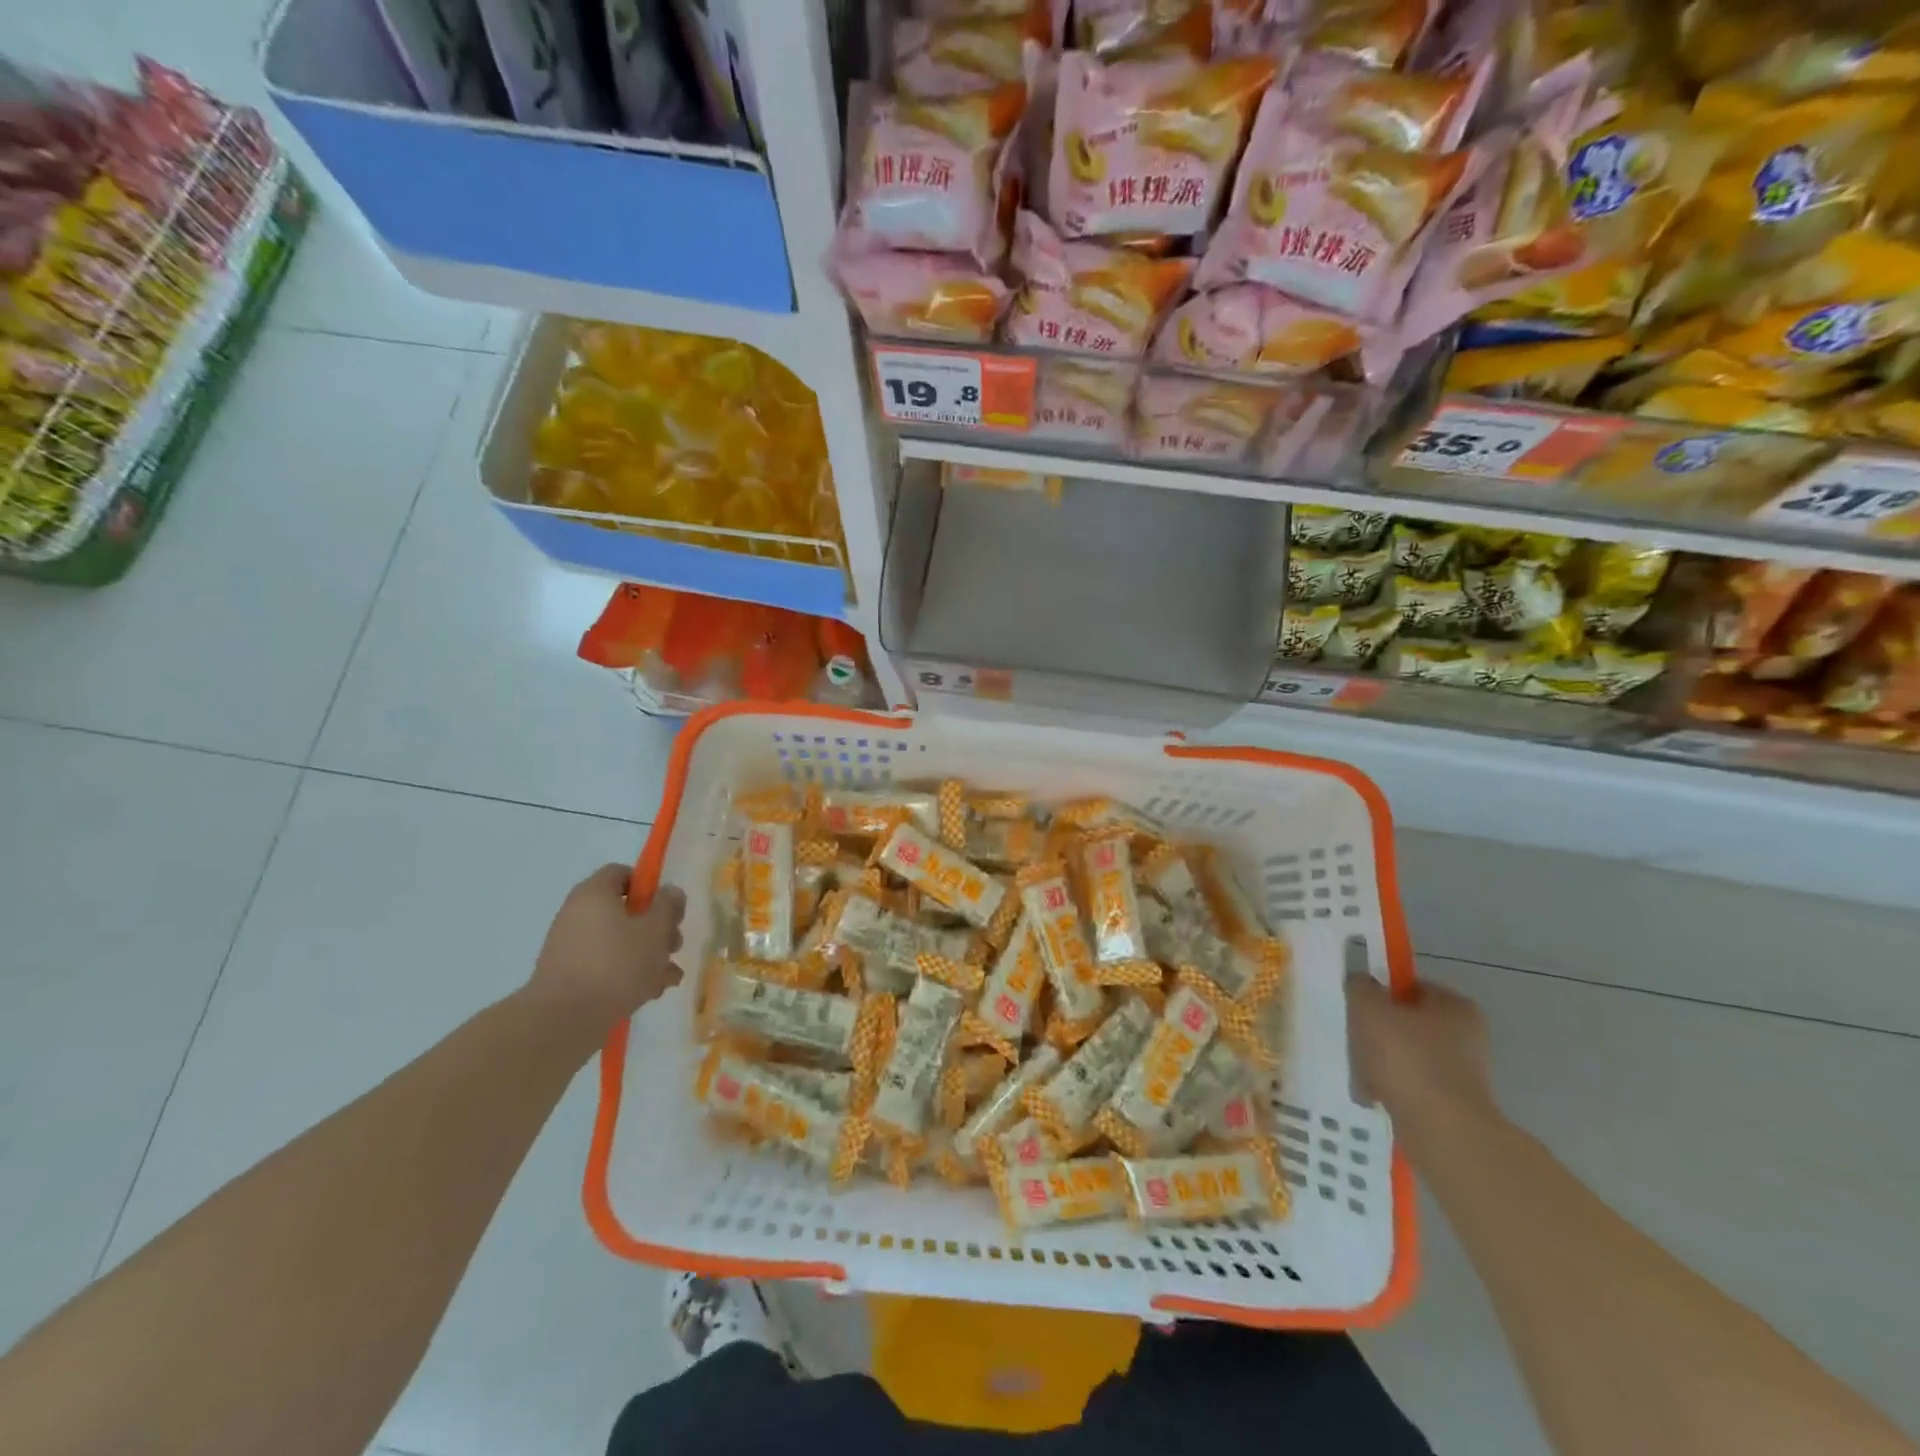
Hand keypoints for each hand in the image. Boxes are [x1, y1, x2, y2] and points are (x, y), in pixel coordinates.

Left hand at [529, 865, 684, 1029]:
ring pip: (620, 941)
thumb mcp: (655, 930)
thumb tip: (670, 892)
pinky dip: (629, 974)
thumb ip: (668, 906)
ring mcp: (572, 947)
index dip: (649, 886)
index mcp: (594, 894)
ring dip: (649, 955)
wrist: (563, 1021)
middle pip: (625, 910)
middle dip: (656, 928)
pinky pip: (607, 965)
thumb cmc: (616, 964)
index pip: (622, 873)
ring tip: (669, 977)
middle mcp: (578, 915)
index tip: (668, 908)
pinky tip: (651, 992)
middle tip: (673, 946)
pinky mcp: (570, 976)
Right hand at [1346, 972, 1500, 1150]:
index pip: (1410, 987)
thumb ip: (1361, 987)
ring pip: (1405, 1055)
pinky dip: (1390, 1088)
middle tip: (1355, 1041)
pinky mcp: (1452, 1103)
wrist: (1442, 1131)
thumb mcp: (1370, 1009)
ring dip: (1379, 1062)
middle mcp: (1465, 1036)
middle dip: (1376, 1032)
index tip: (1358, 1007)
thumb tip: (1362, 984)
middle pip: (1405, 1023)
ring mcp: (1461, 1072)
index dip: (1380, 993)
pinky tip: (1372, 1095)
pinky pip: (1411, 1085)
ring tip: (1361, 1074)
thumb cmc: (1407, 1059)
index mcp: (1455, 1007)